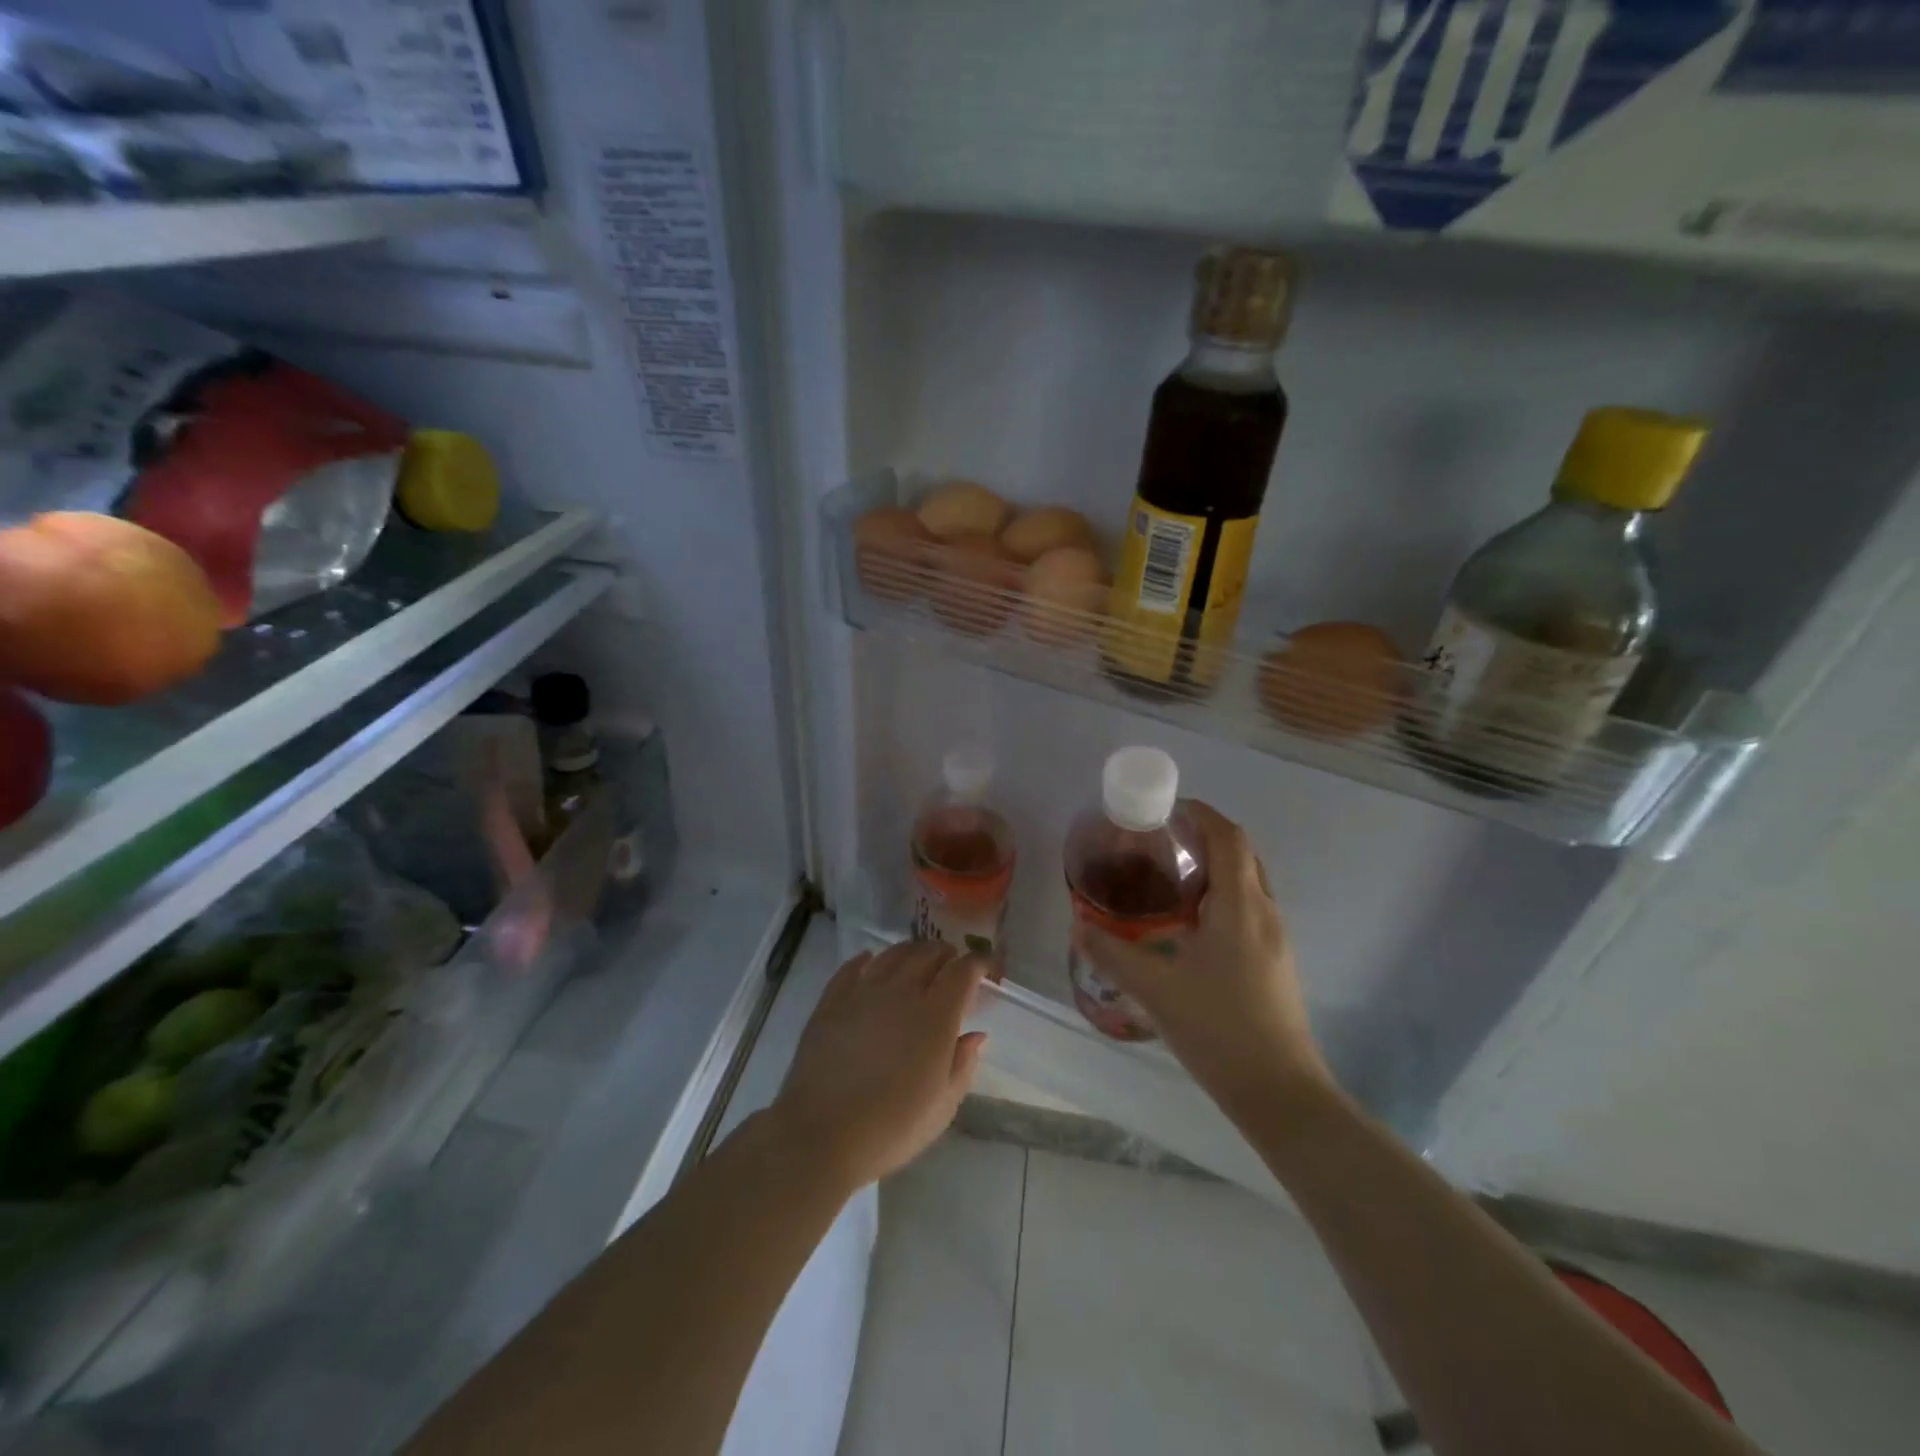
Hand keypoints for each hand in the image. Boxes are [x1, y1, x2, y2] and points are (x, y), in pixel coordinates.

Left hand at [770, 941, 986, 1192]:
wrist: (823, 1134)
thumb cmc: (892, 1126)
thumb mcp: (943, 1105)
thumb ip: (964, 1064)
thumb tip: (977, 1035)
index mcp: (936, 1015)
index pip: (963, 971)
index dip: (977, 963)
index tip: (984, 967)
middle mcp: (902, 991)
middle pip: (928, 954)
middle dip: (945, 954)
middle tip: (951, 963)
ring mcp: (863, 991)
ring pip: (892, 954)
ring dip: (910, 951)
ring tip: (916, 959)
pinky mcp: (832, 1000)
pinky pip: (853, 967)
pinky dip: (867, 960)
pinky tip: (870, 962)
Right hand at [1071, 801, 1330, 1119]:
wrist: (1281, 1093)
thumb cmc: (1220, 1029)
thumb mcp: (1155, 989)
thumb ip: (1112, 954)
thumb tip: (1078, 928)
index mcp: (1241, 907)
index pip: (1229, 837)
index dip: (1202, 814)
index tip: (1167, 809)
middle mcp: (1266, 914)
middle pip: (1242, 855)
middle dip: (1206, 839)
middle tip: (1162, 844)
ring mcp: (1276, 941)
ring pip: (1248, 885)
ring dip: (1215, 870)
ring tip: (1169, 881)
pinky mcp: (1275, 965)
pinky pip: (1249, 912)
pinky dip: (1221, 900)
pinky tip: (1189, 928)